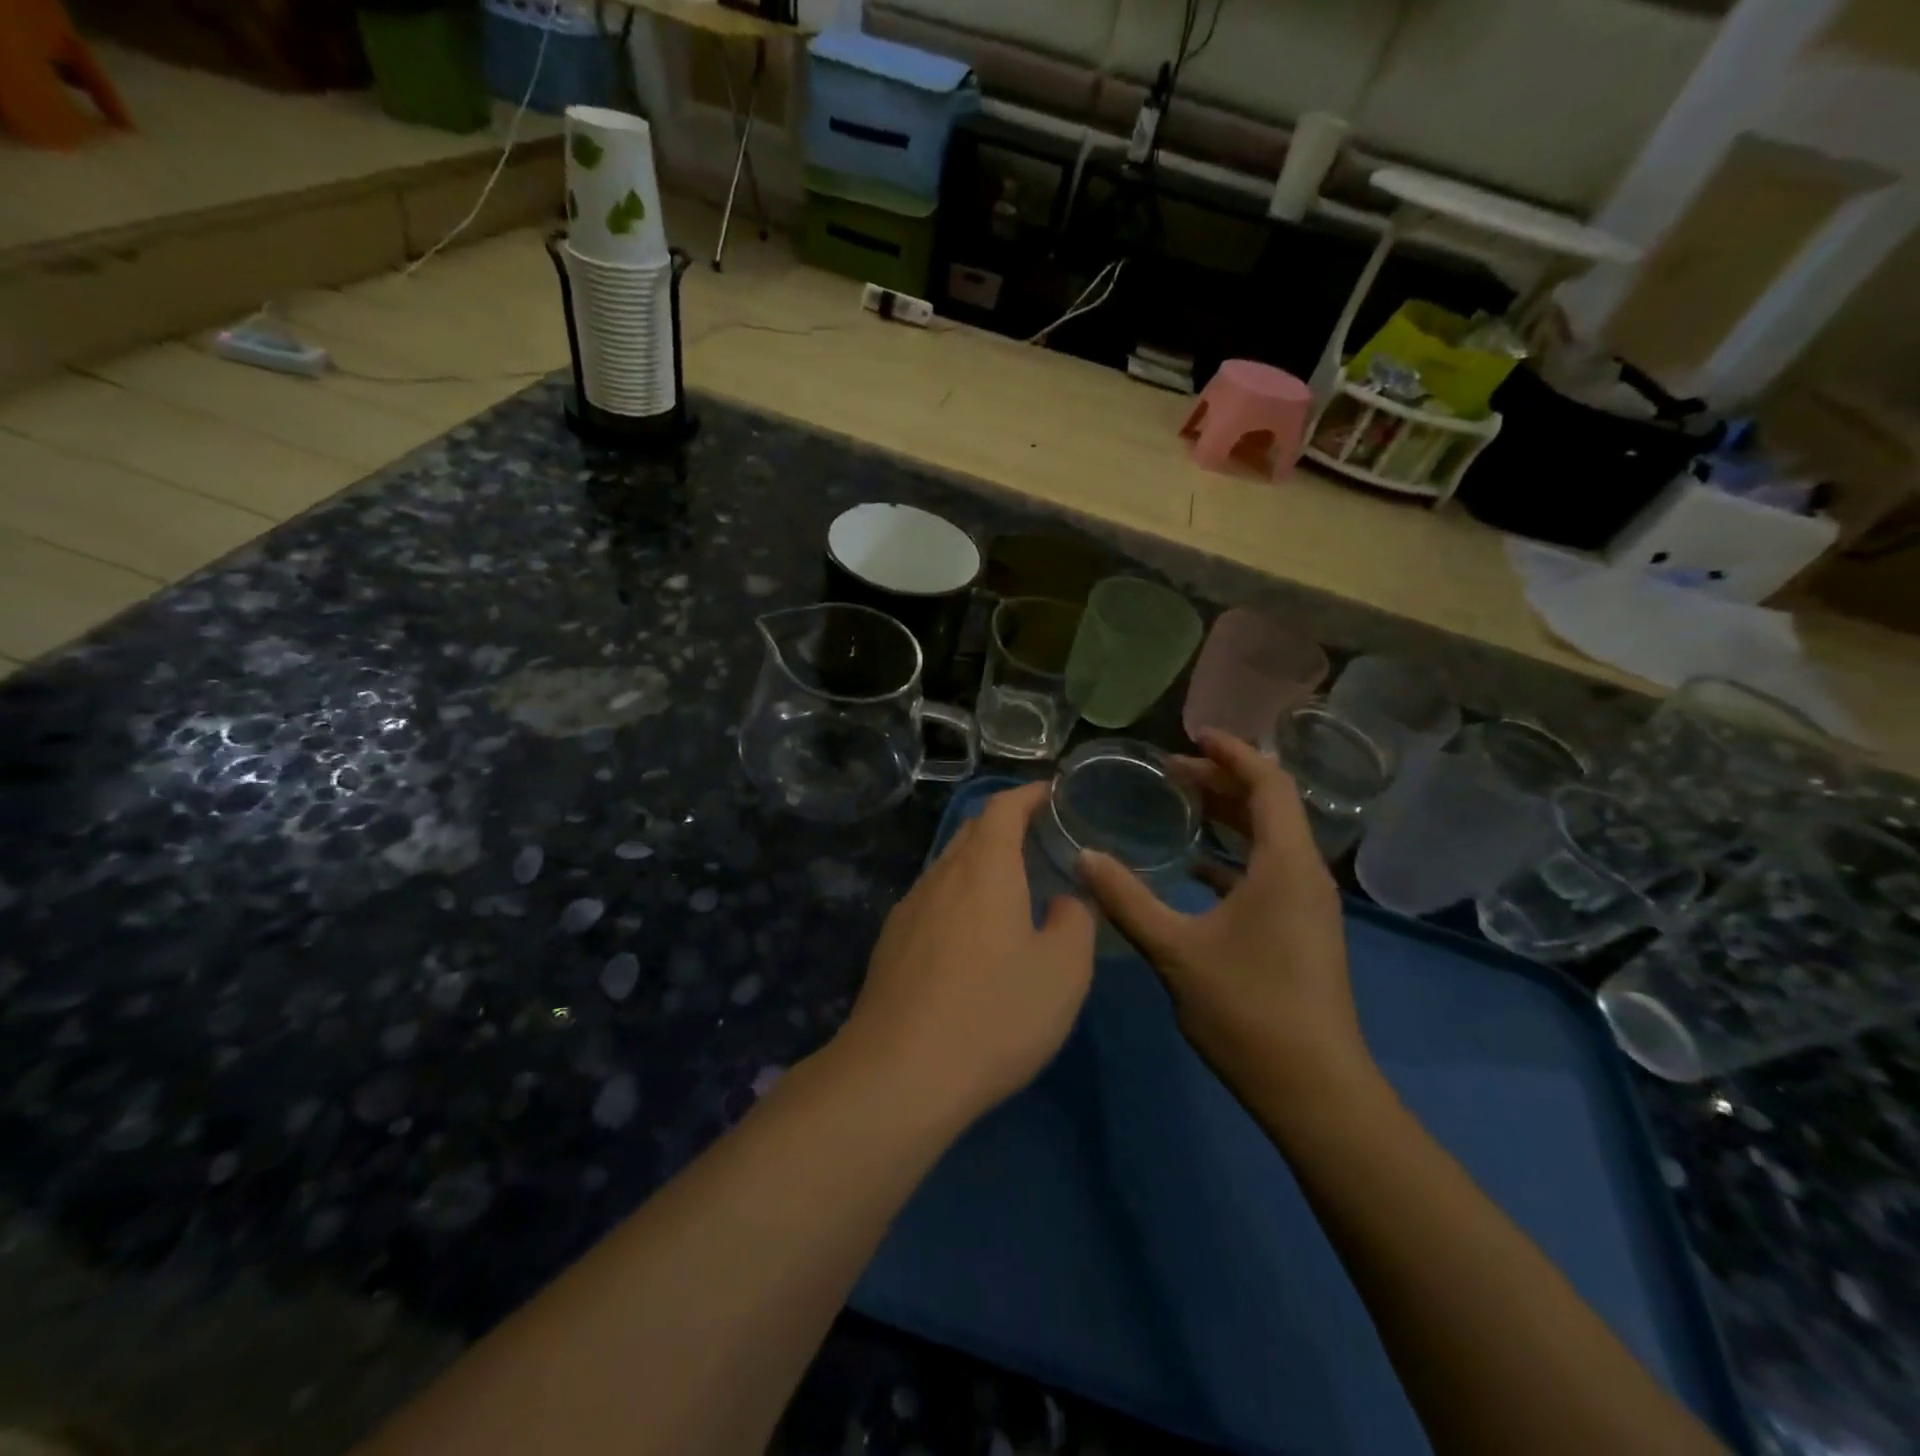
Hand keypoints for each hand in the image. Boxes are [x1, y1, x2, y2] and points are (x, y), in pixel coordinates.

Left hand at [838, 782, 1095, 1125]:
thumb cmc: (993, 1015)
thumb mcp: (1062, 973)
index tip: (1051, 793)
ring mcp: (909, 910)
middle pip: (972, 832)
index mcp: (984, 870)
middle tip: (1039, 837)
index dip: (1027, 794)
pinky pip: (932, 900)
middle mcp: (940, 877)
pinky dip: (960, 895)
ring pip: (949, 867)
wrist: (899, 1074)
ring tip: (1012, 884)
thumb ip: (1074, 923)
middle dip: (1005, 824)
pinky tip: (972, 933)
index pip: (1002, 809)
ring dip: (980, 862)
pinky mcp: (891, 944)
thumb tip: (1065, 901)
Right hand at [1078, 730, 1373, 1102]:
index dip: (1232, 752)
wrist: (1314, 1089)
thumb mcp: (1176, 951)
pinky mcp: (1300, 929)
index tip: (1191, 735)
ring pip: (1269, 838)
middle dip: (1222, 780)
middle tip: (1171, 770)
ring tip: (1182, 804)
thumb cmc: (1249, 1010)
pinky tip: (1196, 867)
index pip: (1267, 783)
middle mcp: (1303, 874)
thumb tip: (1083, 857)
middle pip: (1268, 805)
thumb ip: (1127, 899)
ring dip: (1229, 815)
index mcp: (1285, 864)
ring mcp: (1306, 904)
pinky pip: (1267, 870)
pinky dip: (1233, 854)